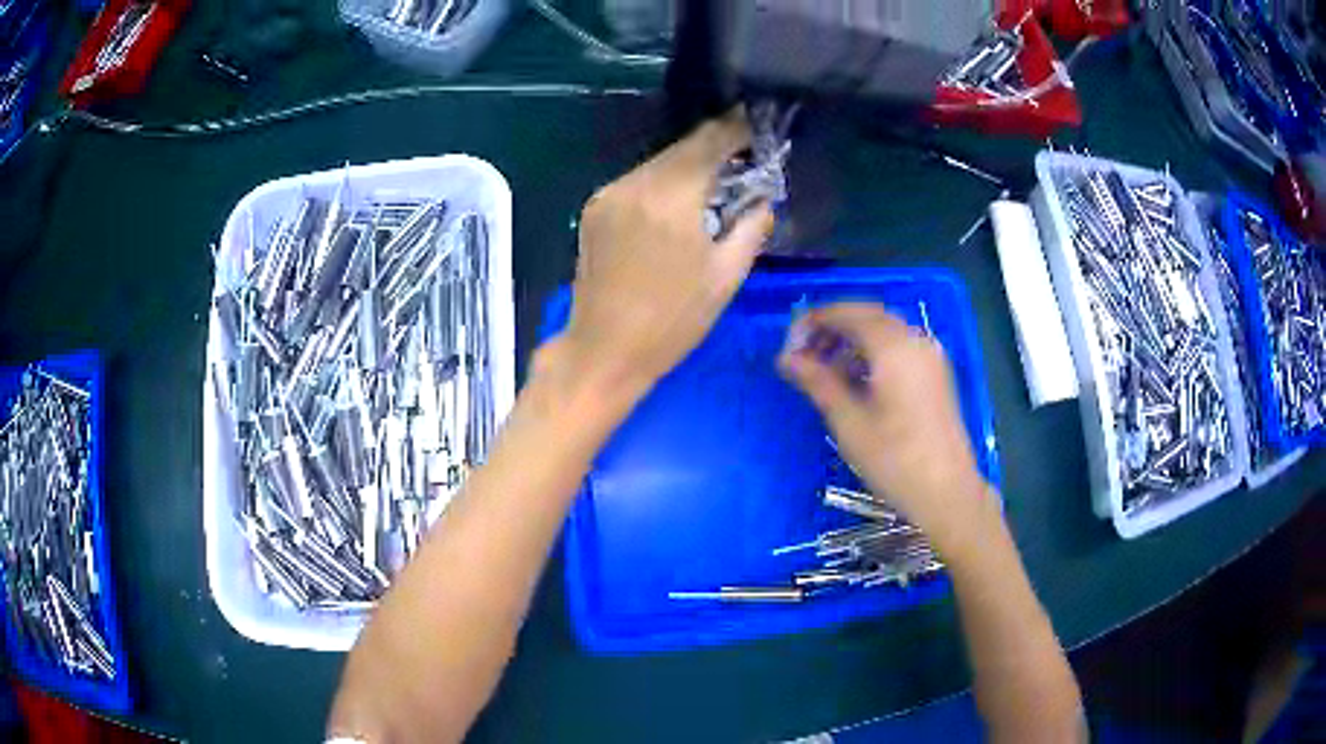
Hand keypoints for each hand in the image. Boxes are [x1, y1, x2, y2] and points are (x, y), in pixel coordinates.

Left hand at [549, 110, 774, 404]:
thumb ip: (752, 226)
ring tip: (713, 181)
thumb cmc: (672, 322)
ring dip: (688, 166)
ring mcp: (609, 194)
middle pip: (682, 148)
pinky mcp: (594, 208)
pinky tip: (677, 202)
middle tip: (742, 154)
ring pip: (659, 163)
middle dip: (714, 147)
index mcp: (671, 198)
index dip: (736, 128)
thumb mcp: (726, 277)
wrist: (604, 350)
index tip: (756, 123)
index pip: (709, 142)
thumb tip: (762, 198)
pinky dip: (663, 183)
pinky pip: (637, 181)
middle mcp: (635, 185)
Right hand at [779, 303, 991, 547]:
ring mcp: (929, 356)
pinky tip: (854, 381)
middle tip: (801, 355)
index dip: (813, 321)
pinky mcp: (934, 374)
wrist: (947, 493)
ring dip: (850, 340)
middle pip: (867, 316)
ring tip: (822, 371)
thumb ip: (817, 382)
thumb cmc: (895, 460)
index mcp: (894, 346)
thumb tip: (786, 358)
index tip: (788, 345)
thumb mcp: (849, 422)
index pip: (847, 312)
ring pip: (883, 331)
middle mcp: (915, 340)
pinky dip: (871, 353)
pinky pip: (898, 347)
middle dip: (831, 328)